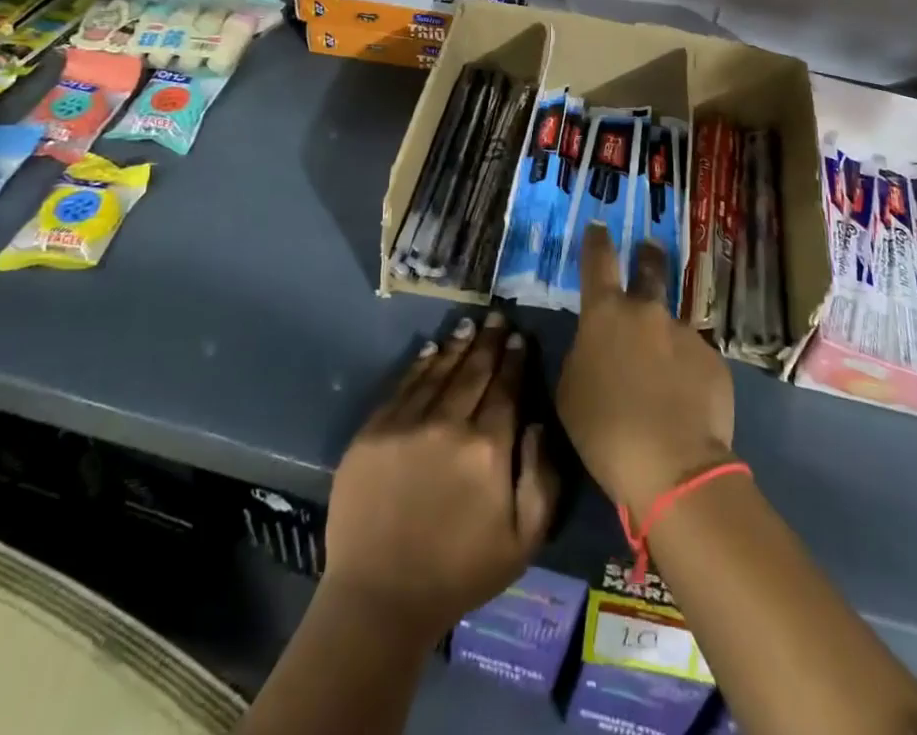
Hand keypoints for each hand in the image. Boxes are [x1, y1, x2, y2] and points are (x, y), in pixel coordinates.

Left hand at [324, 313, 556, 644]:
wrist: (380, 598)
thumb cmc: (460, 573)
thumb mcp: (523, 540)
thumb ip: (542, 479)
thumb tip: (538, 424)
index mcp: (488, 449)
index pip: (506, 390)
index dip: (514, 360)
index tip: (519, 337)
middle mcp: (449, 425)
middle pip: (474, 372)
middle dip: (488, 342)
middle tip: (496, 317)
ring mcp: (407, 424)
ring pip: (439, 372)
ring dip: (457, 346)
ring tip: (469, 325)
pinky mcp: (373, 431)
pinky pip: (403, 386)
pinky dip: (420, 364)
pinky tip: (431, 349)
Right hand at [557, 225, 735, 515]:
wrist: (672, 467)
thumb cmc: (605, 429)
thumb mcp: (570, 390)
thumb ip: (583, 353)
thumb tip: (598, 344)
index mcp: (605, 314)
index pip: (598, 260)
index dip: (597, 240)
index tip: (599, 227)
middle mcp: (647, 311)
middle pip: (649, 268)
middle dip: (647, 256)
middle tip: (648, 251)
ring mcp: (685, 333)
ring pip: (671, 326)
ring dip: (665, 340)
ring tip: (664, 379)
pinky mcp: (713, 360)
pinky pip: (694, 359)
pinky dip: (686, 373)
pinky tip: (685, 403)